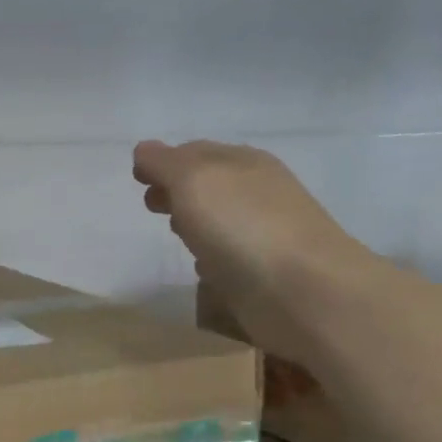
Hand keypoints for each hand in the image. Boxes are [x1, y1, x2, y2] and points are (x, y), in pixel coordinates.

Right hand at [133, 138, 379, 362]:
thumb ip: (165, 163)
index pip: (195, 151)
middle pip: (208, 183)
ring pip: (219, 217)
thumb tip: (144, 151)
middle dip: (177, 189)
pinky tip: (200, 265)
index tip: (138, 178)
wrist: (303, 290)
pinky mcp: (264, 270)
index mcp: (242, 161)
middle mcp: (257, 190)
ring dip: (194, 220)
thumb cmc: (242, 225)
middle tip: (151, 206)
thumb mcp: (193, 180)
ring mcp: (264, 231)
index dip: (163, 161)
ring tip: (173, 233)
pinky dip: (211, 252)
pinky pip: (229, 253)